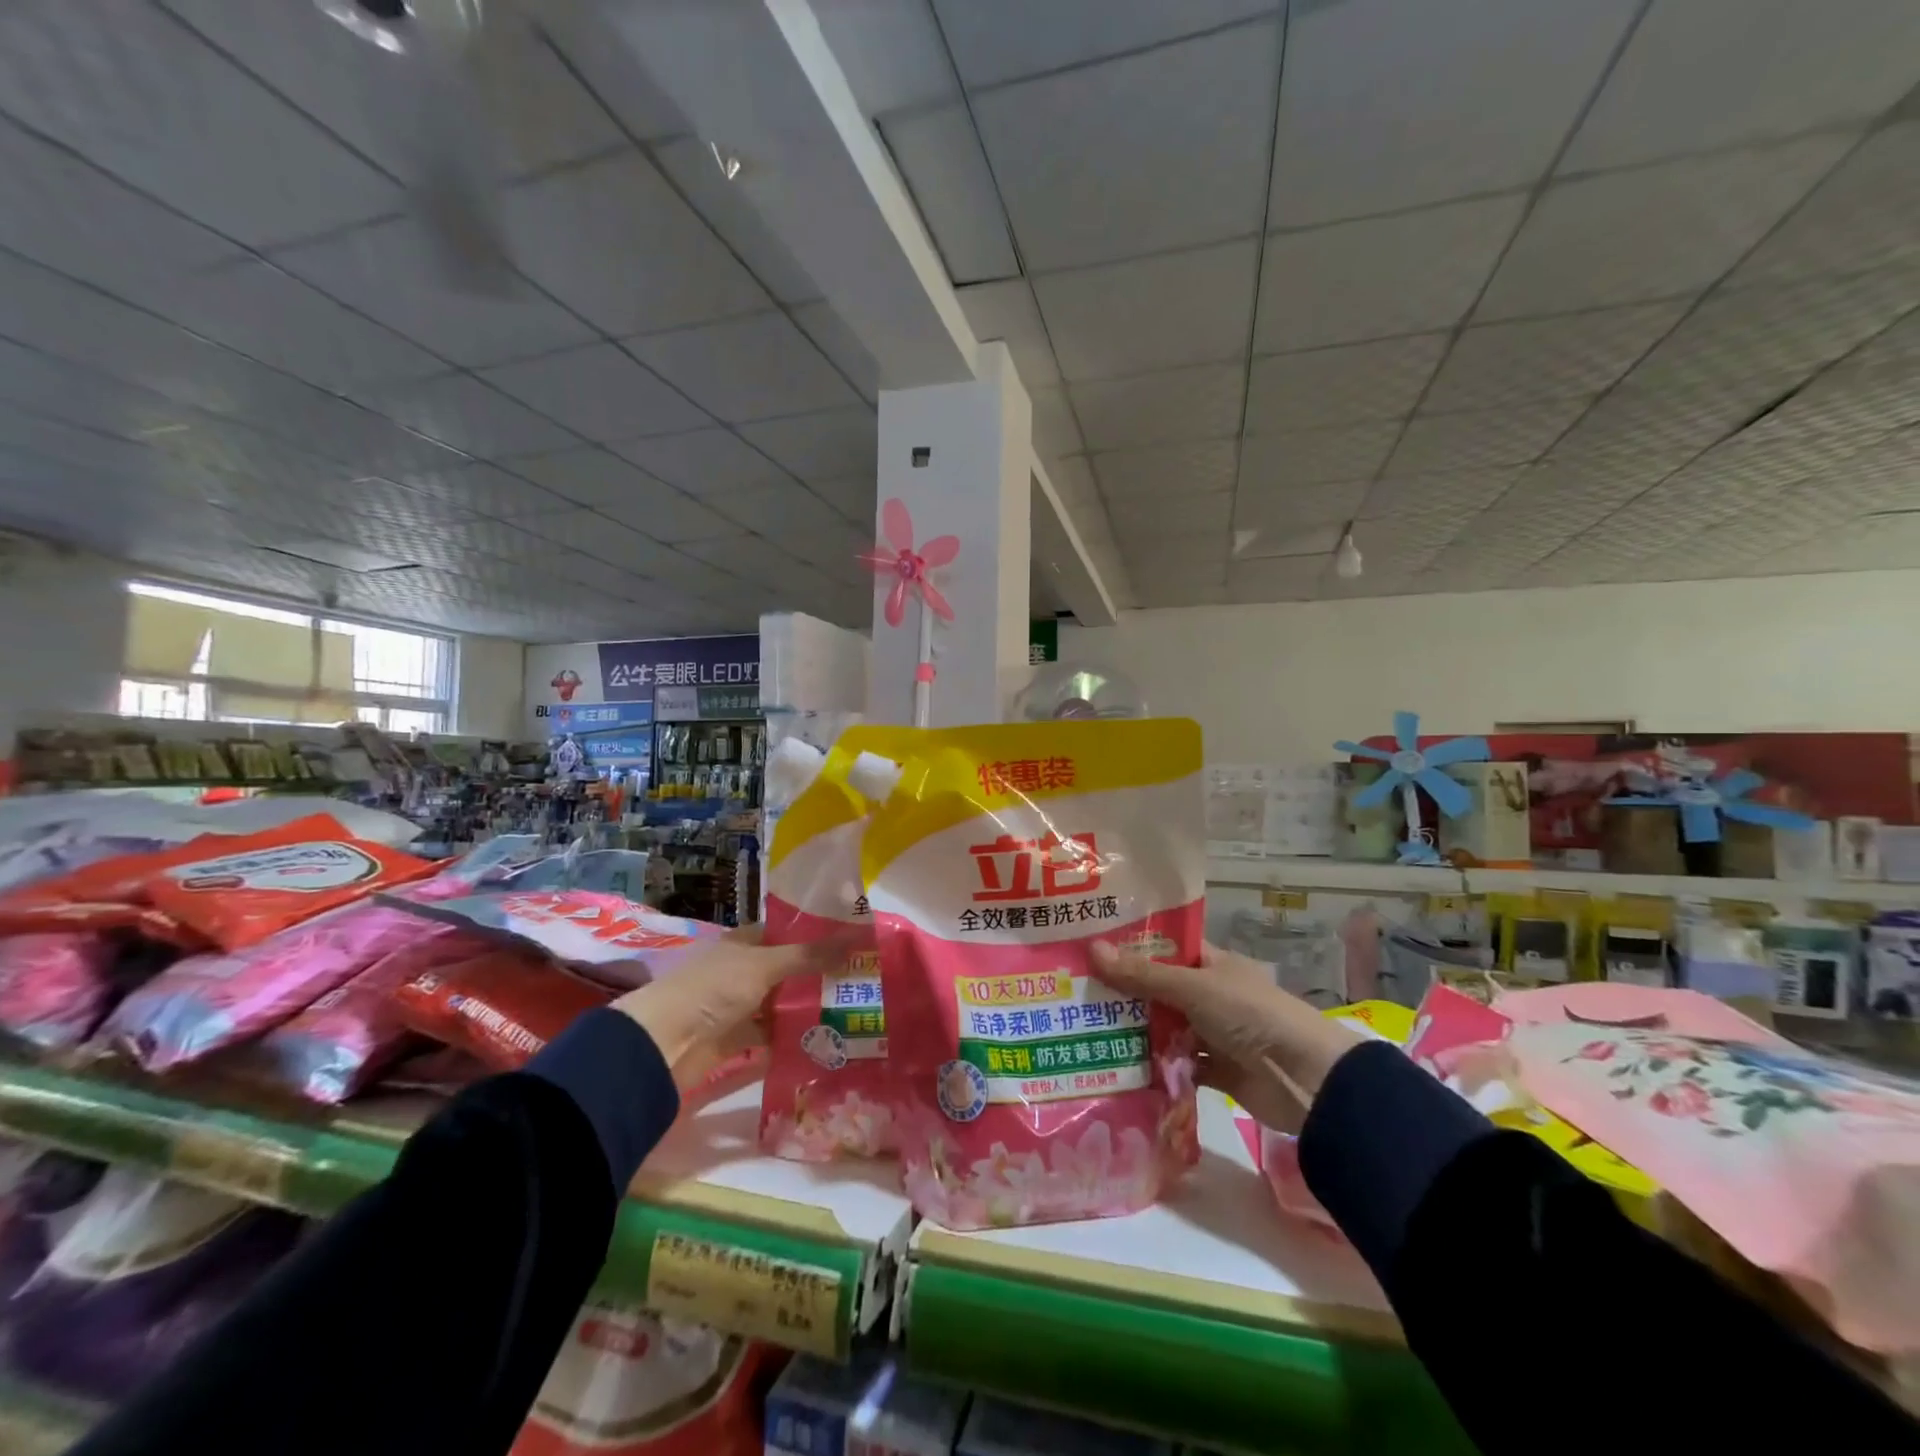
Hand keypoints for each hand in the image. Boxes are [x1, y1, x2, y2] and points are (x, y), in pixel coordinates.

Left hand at [610, 923, 848, 1090]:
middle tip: (859, 979)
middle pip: (785, 971)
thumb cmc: (712, 989)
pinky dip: (789, 1040)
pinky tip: (822, 1041)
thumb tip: (858, 938)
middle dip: (817, 976)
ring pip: (778, 1005)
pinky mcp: (734, 1042)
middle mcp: (739, 972)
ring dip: (805, 1009)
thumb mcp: (764, 965)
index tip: (850, 942)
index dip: (814, 936)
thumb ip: (809, 956)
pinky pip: (768, 1037)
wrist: (662, 1044)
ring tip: (849, 1011)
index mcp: (741, 944)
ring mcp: (736, 1007)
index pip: (783, 933)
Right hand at [1090, 939, 1362, 1133]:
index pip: (1165, 949)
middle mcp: (1210, 995)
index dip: (1131, 948)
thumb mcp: (1193, 988)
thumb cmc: (1250, 1015)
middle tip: (1074, 993)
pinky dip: (1154, 1068)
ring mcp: (1213, 1034)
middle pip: (1158, 991)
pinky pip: (1176, 1066)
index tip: (1089, 948)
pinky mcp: (1214, 1071)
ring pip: (1165, 1029)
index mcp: (1212, 964)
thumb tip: (1091, 949)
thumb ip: (1143, 975)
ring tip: (1083, 1030)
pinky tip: (1116, 1068)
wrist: (1306, 1080)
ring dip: (1134, 1033)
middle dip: (1123, 995)